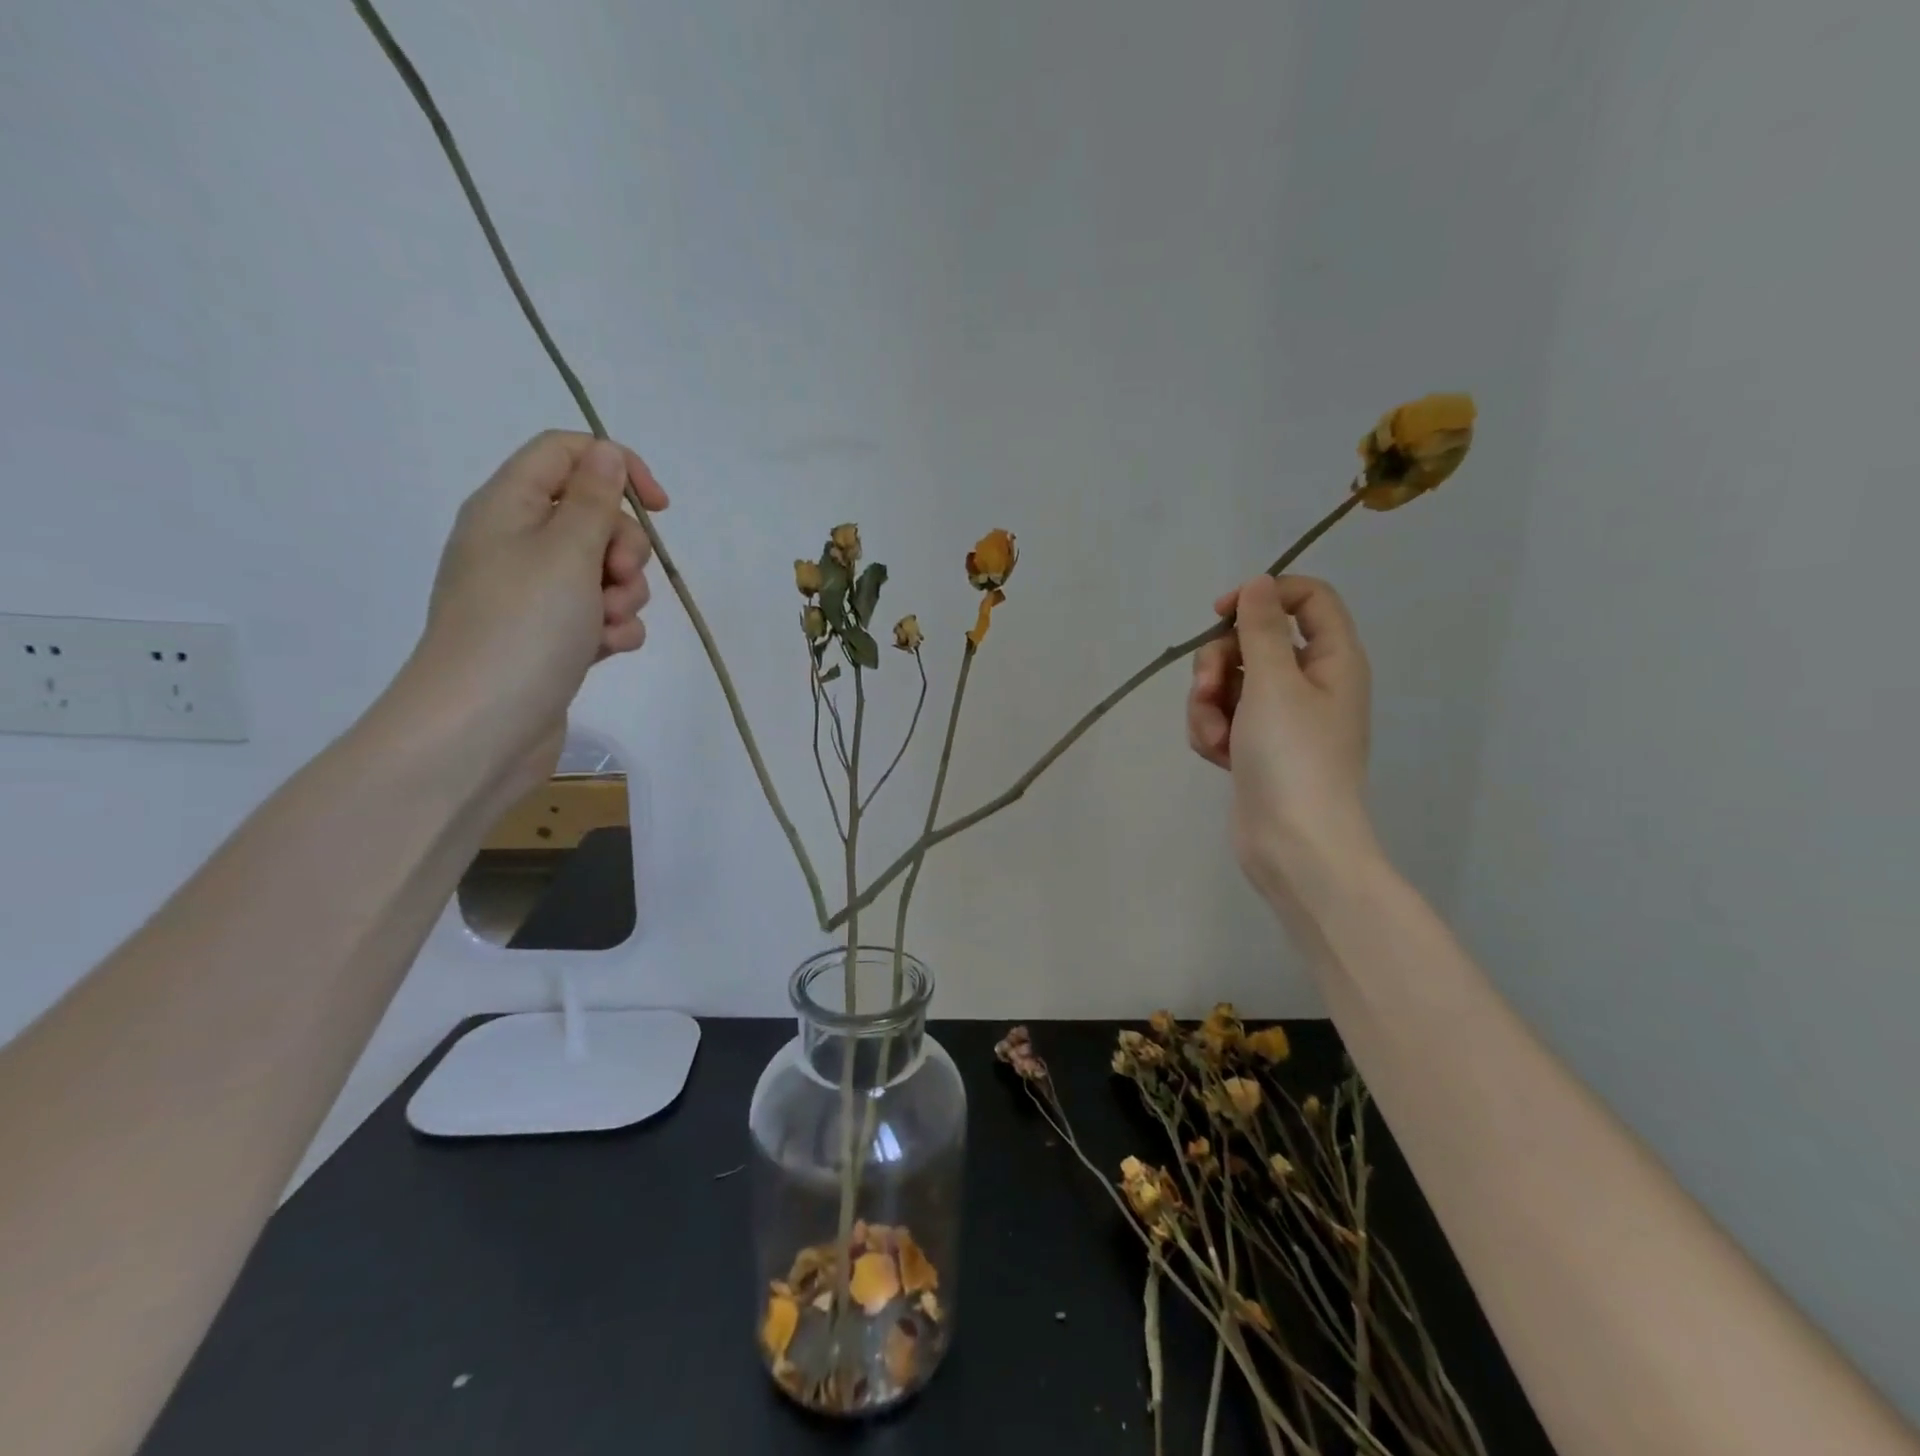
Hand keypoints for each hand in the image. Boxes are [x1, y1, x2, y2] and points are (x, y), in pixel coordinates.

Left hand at [398, 431, 668, 795]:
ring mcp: (536, 595)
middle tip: (617, 577)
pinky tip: (609, 650)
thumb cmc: (522, 627)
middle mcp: (519, 544)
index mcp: (509, 507)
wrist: (482, 727)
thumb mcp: (566, 551)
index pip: (566, 454)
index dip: (617, 467)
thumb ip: (593, 498)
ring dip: (625, 594)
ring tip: (608, 625)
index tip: (658, 508)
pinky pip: (600, 615)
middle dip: (625, 547)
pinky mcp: (553, 637)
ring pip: (605, 572)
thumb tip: (605, 451)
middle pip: (595, 517)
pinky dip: (613, 629)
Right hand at [1187, 575, 1377, 905]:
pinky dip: (1212, 732)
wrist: (1294, 844)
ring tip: (1216, 737)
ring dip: (1209, 705)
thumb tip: (1259, 584)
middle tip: (1209, 689)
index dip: (1263, 596)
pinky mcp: (1255, 747)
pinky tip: (1217, 756)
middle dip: (1219, 663)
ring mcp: (1280, 719)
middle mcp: (1310, 683)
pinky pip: (1223, 718)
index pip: (1307, 599)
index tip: (1221, 614)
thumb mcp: (1275, 682)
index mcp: (1332, 659)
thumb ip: (1262, 628)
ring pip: (1229, 683)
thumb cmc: (1293, 757)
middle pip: (1253, 642)